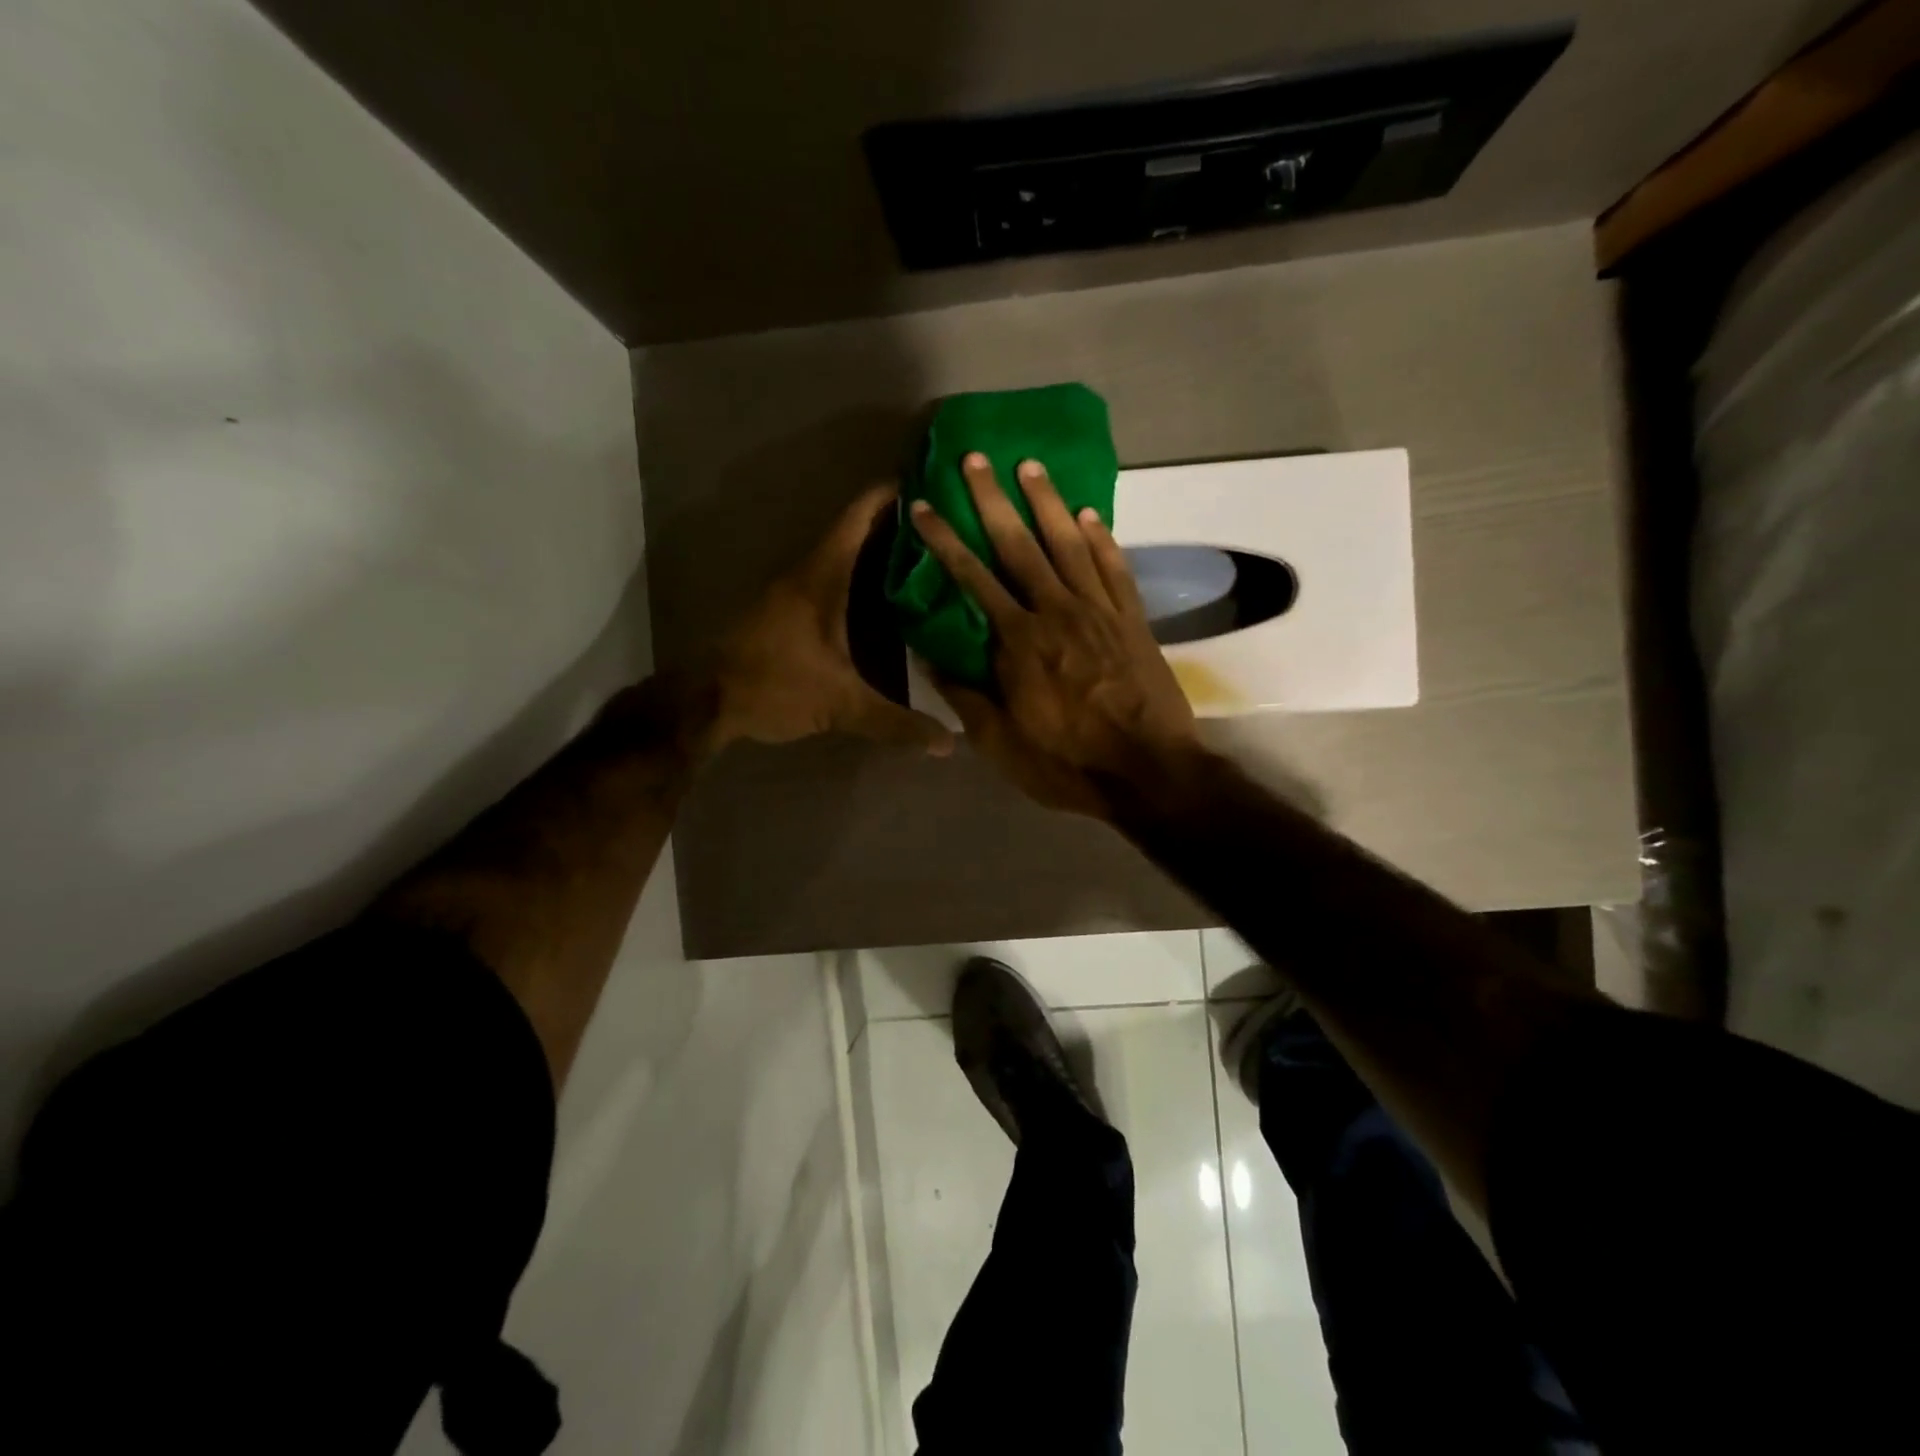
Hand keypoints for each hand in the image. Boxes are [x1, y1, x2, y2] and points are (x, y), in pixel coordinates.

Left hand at [711, 485, 954, 756]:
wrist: (708, 700)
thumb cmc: (775, 686)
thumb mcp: (841, 707)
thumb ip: (896, 722)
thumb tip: (949, 743)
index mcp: (822, 577)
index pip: (860, 515)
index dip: (893, 492)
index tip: (934, 481)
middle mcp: (808, 572)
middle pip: (858, 529)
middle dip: (900, 522)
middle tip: (948, 523)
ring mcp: (795, 588)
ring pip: (845, 553)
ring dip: (881, 548)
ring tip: (929, 556)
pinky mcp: (789, 608)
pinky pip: (834, 575)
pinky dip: (863, 574)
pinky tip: (889, 596)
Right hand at [909, 452, 1199, 816]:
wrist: (1150, 772)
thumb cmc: (1068, 764)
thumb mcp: (1001, 745)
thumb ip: (965, 697)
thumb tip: (931, 659)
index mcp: (1019, 642)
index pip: (972, 579)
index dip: (945, 541)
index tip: (923, 506)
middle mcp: (1057, 612)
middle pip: (1019, 545)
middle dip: (993, 499)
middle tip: (975, 458)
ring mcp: (1100, 611)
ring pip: (1070, 544)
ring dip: (1048, 502)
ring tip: (1030, 465)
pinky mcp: (1134, 620)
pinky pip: (1115, 568)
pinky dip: (1101, 539)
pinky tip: (1088, 515)